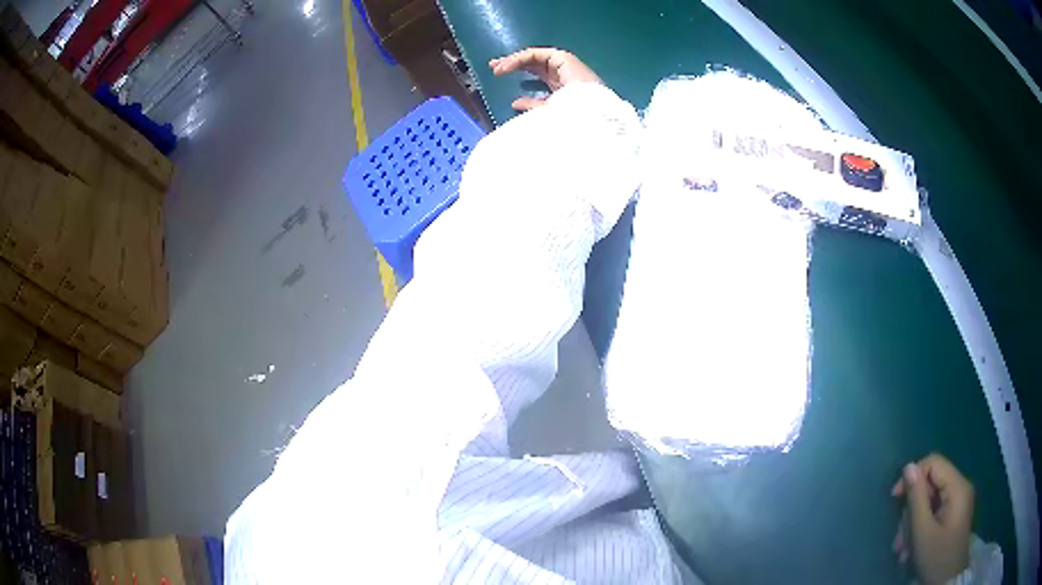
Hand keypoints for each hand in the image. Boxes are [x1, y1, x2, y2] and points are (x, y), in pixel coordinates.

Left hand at [489, 47, 602, 110]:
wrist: (592, 113)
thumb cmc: (575, 118)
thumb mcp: (548, 113)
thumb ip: (532, 106)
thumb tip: (515, 103)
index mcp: (560, 86)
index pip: (536, 75)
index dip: (517, 72)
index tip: (498, 76)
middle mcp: (561, 73)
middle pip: (533, 64)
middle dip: (512, 63)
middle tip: (494, 66)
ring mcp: (562, 64)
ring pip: (533, 57)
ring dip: (513, 60)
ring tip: (498, 67)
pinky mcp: (563, 57)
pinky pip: (535, 54)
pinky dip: (520, 59)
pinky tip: (507, 66)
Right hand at [892, 453, 973, 584]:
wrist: (946, 581)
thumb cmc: (936, 556)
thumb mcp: (923, 531)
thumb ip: (916, 498)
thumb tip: (908, 467)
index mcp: (957, 487)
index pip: (934, 463)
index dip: (913, 475)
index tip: (894, 499)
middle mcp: (960, 488)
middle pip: (931, 486)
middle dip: (911, 511)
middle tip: (899, 538)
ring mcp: (958, 503)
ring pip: (930, 502)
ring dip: (913, 524)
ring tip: (902, 550)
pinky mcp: (953, 516)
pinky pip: (934, 512)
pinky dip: (920, 528)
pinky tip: (910, 549)